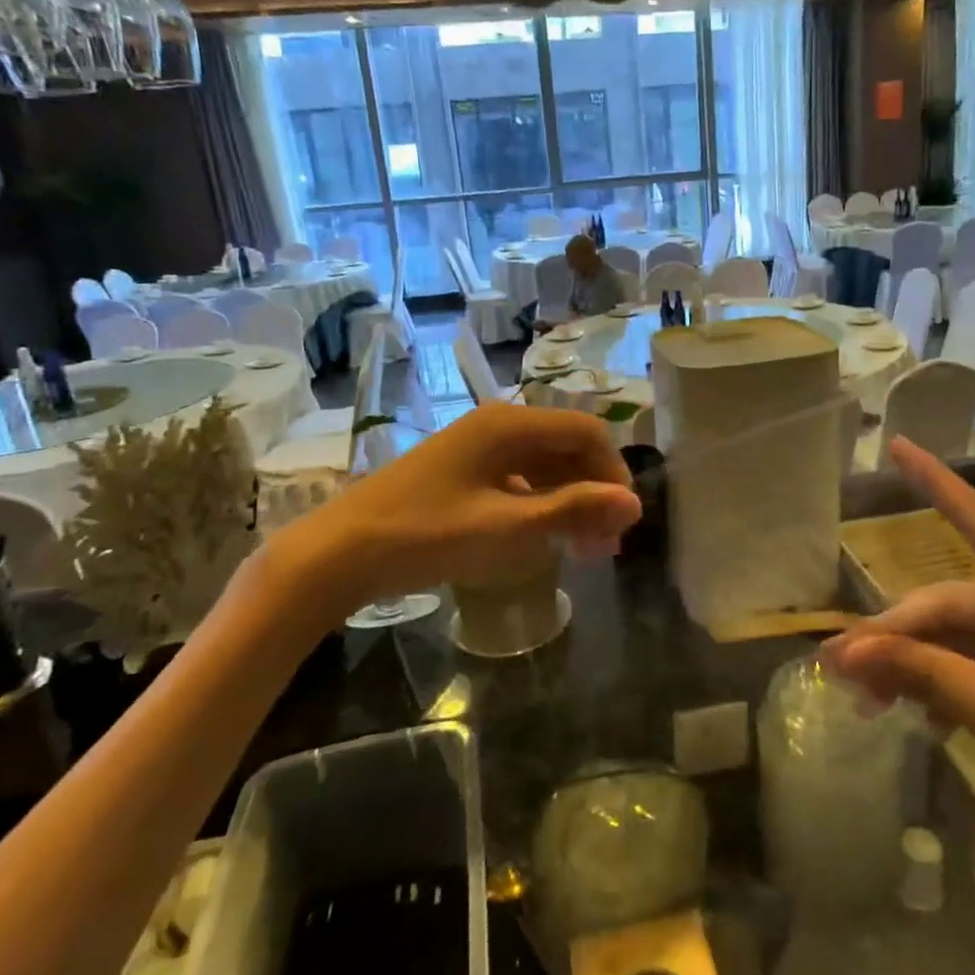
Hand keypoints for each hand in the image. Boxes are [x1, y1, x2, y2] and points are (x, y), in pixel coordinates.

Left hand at [261, 404, 640, 629]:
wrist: (340, 551)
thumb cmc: (427, 535)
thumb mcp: (507, 527)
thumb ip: (573, 510)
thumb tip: (634, 503)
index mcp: (510, 424)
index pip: (587, 432)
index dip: (613, 473)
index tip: (623, 521)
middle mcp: (498, 423)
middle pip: (567, 446)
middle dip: (593, 491)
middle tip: (606, 545)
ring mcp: (477, 445)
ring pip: (543, 463)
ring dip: (569, 500)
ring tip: (582, 548)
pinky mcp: (462, 468)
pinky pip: (518, 476)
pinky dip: (540, 503)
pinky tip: (542, 537)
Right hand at [821, 437, 974, 891]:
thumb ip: (921, 672)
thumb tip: (843, 650)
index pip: (974, 520)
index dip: (932, 481)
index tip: (896, 443)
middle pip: (945, 605)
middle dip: (893, 636)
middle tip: (839, 669)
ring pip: (949, 640)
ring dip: (907, 665)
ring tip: (862, 698)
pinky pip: (966, 669)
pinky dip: (933, 685)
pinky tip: (905, 711)